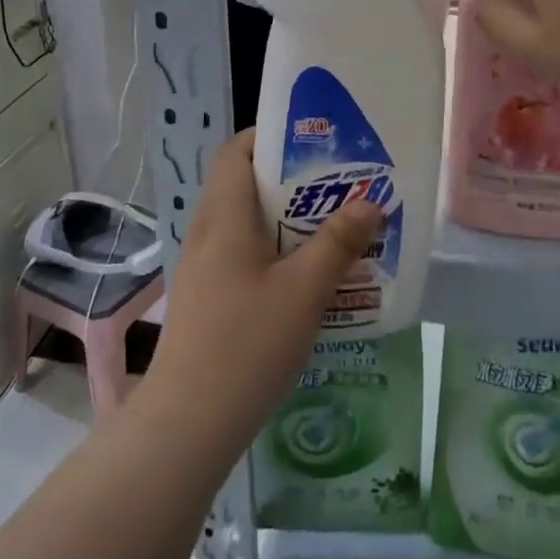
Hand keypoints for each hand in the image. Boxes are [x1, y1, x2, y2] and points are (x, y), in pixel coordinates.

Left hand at [143, 130, 381, 457]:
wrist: (190, 422)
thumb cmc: (247, 343)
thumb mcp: (304, 290)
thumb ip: (338, 243)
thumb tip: (370, 203)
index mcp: (224, 217)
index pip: (237, 151)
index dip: (271, 137)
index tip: (316, 142)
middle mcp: (208, 232)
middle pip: (246, 185)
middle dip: (293, 180)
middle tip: (340, 184)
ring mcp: (204, 267)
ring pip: (248, 223)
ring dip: (288, 219)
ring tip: (334, 225)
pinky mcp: (208, 296)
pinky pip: (245, 254)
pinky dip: (277, 250)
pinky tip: (309, 274)